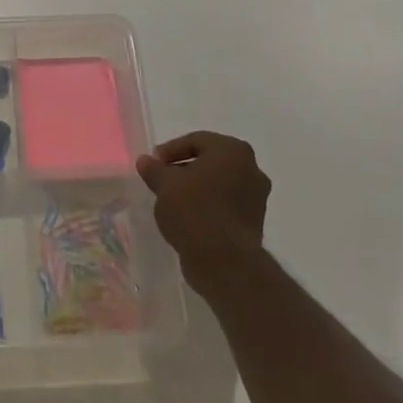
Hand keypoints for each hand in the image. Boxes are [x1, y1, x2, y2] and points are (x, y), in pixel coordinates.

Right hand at [137, 132, 270, 298]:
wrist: (224, 261)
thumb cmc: (194, 210)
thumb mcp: (165, 185)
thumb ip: (154, 169)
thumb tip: (145, 161)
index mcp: (233, 151)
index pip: (196, 141)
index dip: (170, 151)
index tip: (153, 164)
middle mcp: (251, 169)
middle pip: (210, 161)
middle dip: (184, 169)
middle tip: (162, 180)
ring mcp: (257, 198)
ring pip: (219, 184)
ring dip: (196, 188)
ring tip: (172, 200)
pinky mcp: (254, 222)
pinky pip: (226, 205)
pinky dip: (208, 206)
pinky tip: (188, 217)